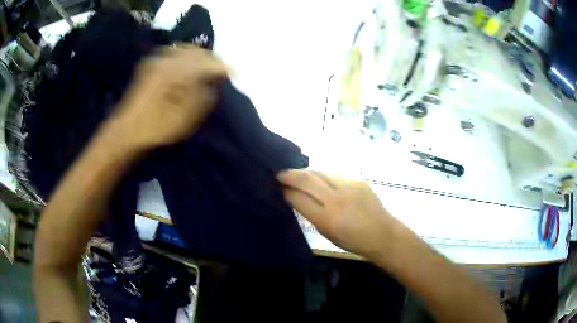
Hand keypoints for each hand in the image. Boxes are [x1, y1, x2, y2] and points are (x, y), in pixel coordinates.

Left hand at [111, 45, 226, 150]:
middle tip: (222, 72)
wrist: (126, 130)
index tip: (236, 73)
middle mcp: (166, 60)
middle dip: (212, 60)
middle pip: (197, 52)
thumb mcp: (184, 119)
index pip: (206, 63)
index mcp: (175, 73)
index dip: (223, 67)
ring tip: (207, 69)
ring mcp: (157, 60)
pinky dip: (186, 57)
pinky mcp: (151, 64)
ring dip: (200, 57)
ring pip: (186, 50)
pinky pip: (175, 53)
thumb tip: (213, 84)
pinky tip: (189, 66)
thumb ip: (202, 98)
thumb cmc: (155, 128)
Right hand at [277, 169, 396, 257]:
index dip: (286, 192)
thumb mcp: (326, 233)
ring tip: (299, 175)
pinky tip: (321, 180)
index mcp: (327, 217)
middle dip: (290, 175)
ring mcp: (349, 185)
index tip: (279, 188)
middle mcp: (336, 198)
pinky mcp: (358, 180)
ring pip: (320, 172)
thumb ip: (311, 214)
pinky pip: (335, 174)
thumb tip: (297, 198)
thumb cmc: (352, 241)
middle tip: (280, 174)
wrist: (382, 233)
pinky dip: (324, 176)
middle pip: (307, 179)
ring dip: (306, 173)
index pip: (298, 198)